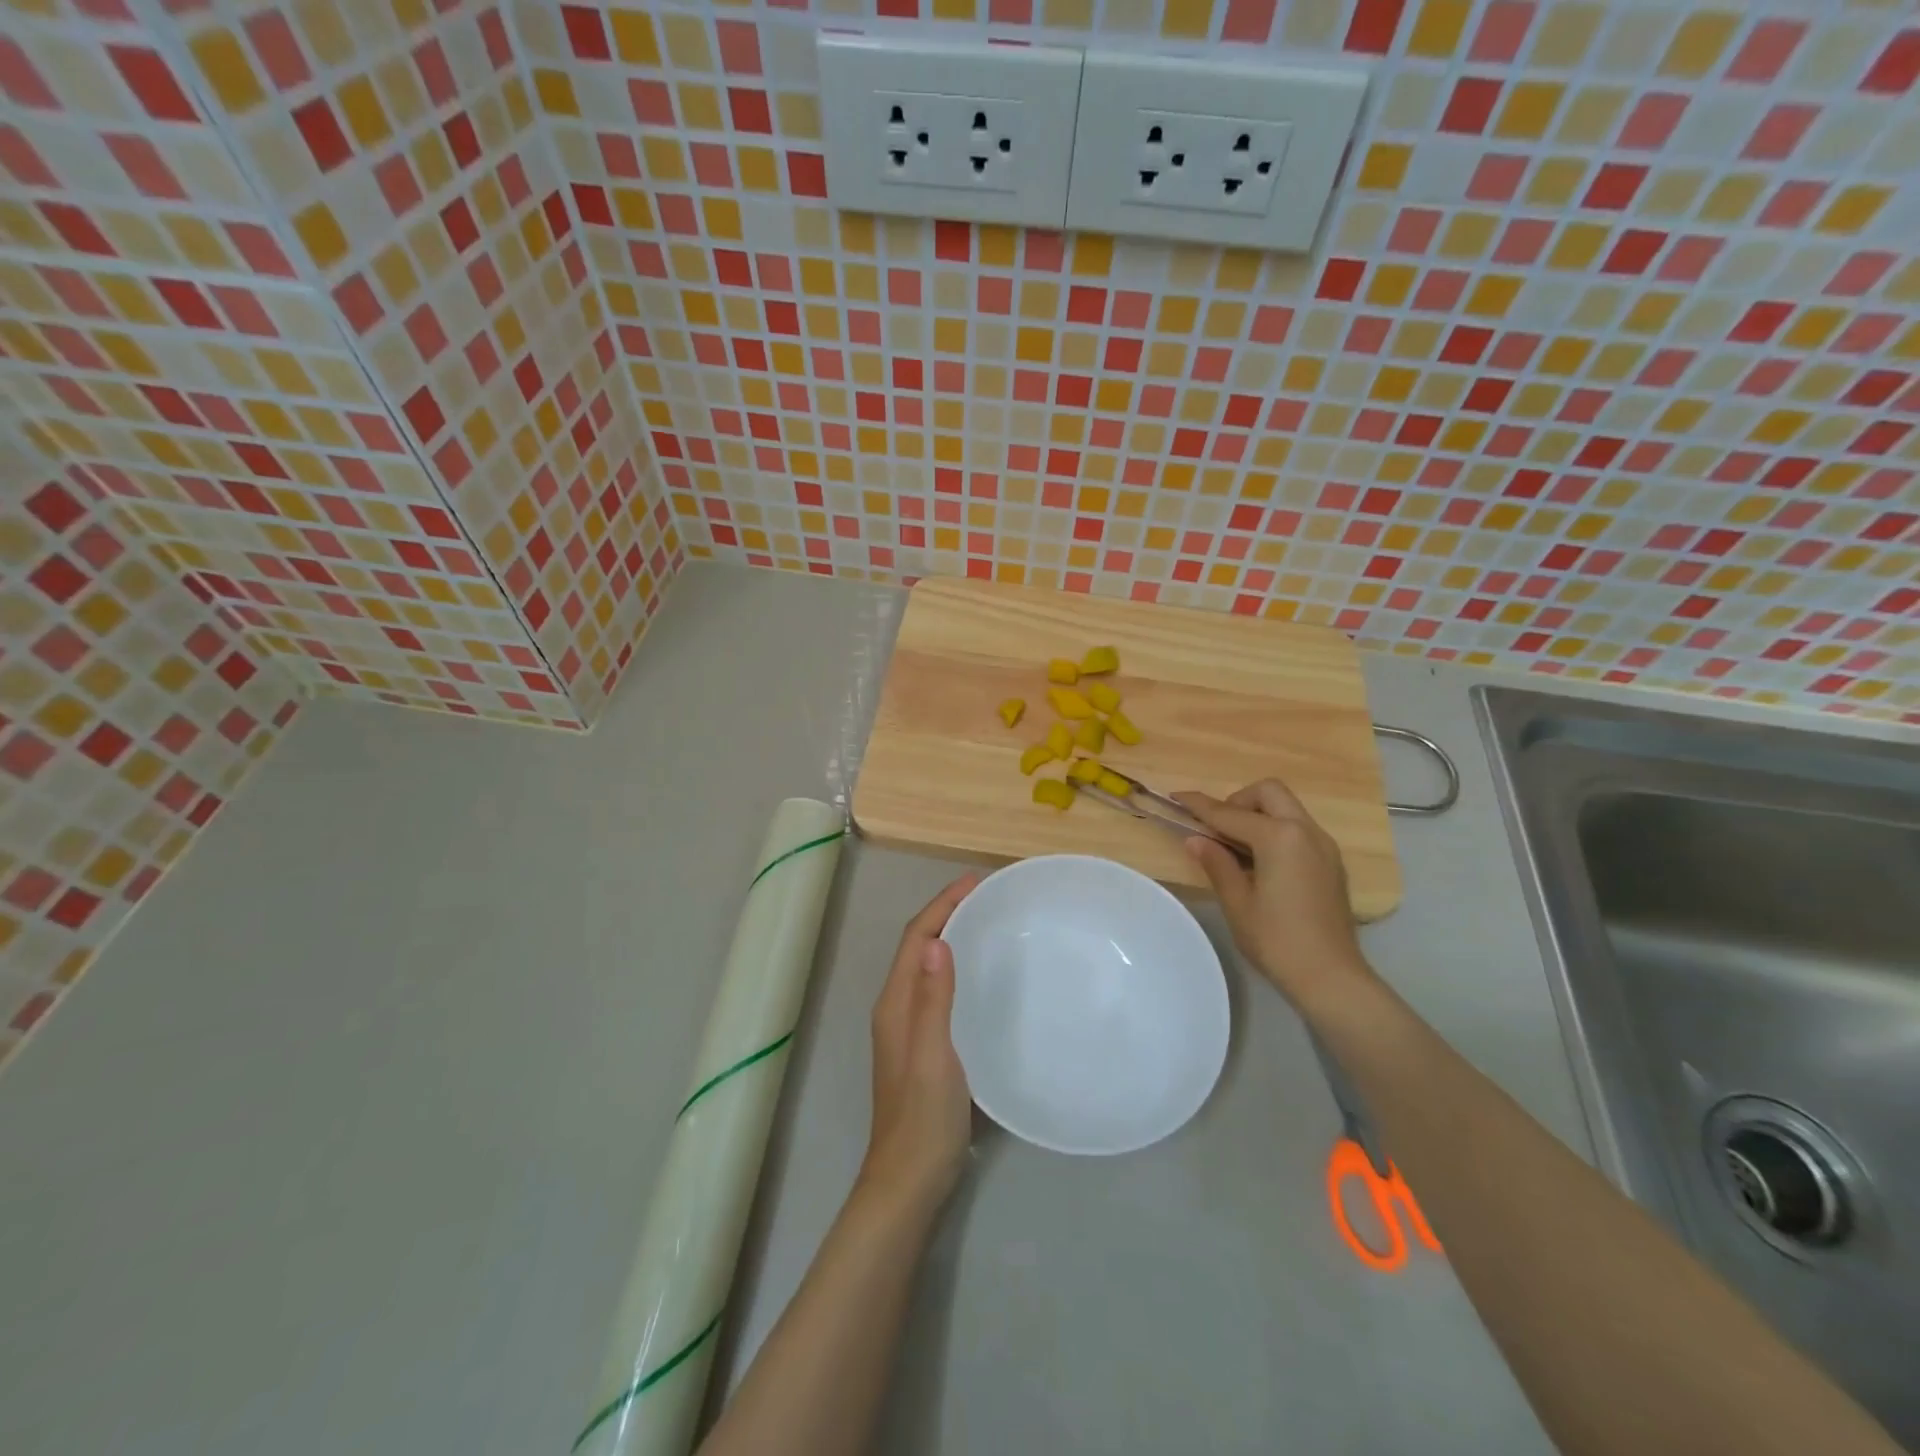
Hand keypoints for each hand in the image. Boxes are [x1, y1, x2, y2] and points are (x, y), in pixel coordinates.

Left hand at [858, 874, 978, 1213]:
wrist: (910, 1180)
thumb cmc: (924, 1116)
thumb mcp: (933, 1054)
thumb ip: (932, 998)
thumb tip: (935, 940)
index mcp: (895, 1004)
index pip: (914, 938)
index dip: (941, 906)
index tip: (974, 883)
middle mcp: (897, 1009)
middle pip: (918, 947)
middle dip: (946, 915)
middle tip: (986, 898)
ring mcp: (908, 1030)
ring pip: (927, 968)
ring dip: (951, 940)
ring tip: (987, 925)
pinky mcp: (924, 1048)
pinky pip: (938, 991)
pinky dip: (956, 970)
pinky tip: (982, 980)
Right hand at [1175, 780, 1377, 1011]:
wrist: (1331, 978)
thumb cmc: (1277, 941)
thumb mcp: (1237, 903)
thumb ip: (1216, 863)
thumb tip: (1195, 839)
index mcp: (1280, 838)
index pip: (1230, 813)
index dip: (1200, 805)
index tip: (1176, 796)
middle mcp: (1306, 831)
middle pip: (1269, 792)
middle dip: (1238, 801)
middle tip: (1218, 829)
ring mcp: (1324, 845)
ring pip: (1287, 808)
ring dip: (1258, 814)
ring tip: (1235, 847)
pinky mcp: (1331, 862)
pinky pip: (1299, 828)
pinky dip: (1276, 830)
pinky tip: (1261, 862)